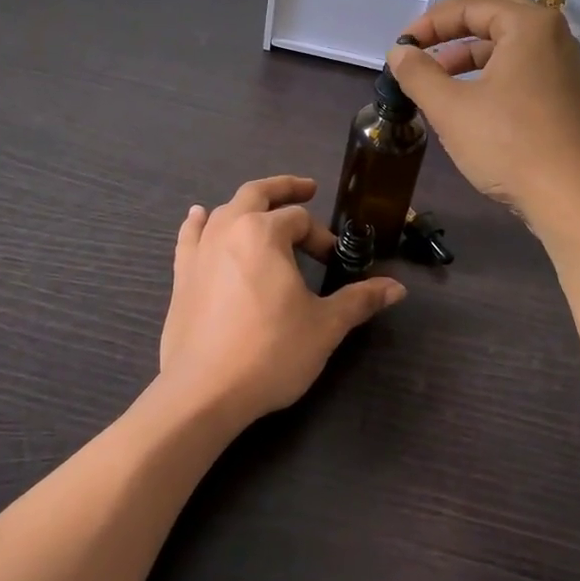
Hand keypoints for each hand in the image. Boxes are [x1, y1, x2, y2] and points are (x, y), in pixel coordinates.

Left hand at [154, 176, 405, 429]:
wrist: (204, 391)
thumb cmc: (271, 351)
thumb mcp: (324, 326)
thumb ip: (359, 300)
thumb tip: (397, 288)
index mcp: (264, 233)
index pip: (300, 219)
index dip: (321, 236)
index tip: (333, 262)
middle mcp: (228, 230)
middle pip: (257, 194)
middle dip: (285, 189)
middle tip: (307, 189)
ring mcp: (200, 251)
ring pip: (224, 211)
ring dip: (247, 205)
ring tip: (262, 209)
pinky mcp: (182, 275)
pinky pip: (189, 235)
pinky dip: (198, 222)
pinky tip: (199, 216)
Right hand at [388, 0, 579, 236]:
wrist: (573, 198)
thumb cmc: (509, 145)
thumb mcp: (450, 108)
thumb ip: (418, 74)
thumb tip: (399, 54)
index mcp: (528, 26)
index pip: (470, 5)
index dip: (429, 23)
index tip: (400, 47)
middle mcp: (553, 36)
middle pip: (496, 13)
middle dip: (454, 28)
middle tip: (423, 47)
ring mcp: (564, 66)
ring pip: (511, 43)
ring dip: (472, 52)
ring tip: (438, 77)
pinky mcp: (566, 95)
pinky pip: (524, 67)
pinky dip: (493, 72)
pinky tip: (470, 100)